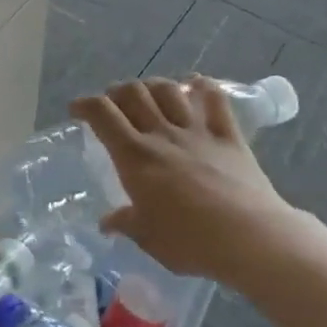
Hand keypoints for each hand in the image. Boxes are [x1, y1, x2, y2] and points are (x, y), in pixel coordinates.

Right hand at [69, 77, 299, 284]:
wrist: (249, 237)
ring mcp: (197, 131)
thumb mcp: (148, 238)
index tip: (77, 109)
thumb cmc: (190, 242)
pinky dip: (203, 87)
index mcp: (136, 157)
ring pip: (169, 90)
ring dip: (153, 86)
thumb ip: (126, 223)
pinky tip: (196, 84)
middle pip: (133, 93)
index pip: (103, 115)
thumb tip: (107, 222)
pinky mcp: (228, 135)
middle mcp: (162, 134)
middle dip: (117, 91)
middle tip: (113, 104)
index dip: (86, 105)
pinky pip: (215, 100)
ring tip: (149, 94)